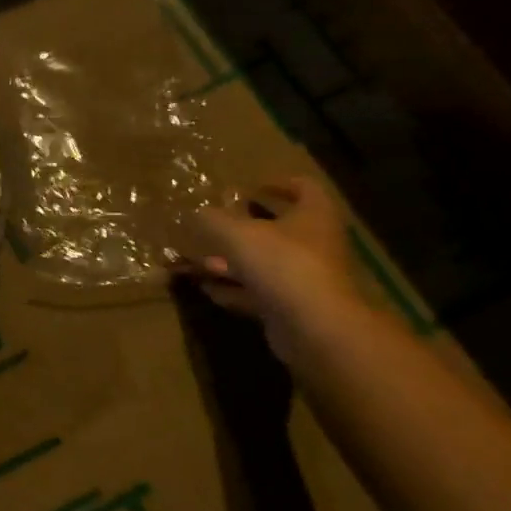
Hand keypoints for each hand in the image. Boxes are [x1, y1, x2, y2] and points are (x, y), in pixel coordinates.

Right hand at [179, 176, 362, 356]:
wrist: (314, 326)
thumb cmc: (281, 264)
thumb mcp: (237, 234)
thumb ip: (213, 220)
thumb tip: (194, 213)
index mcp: (314, 215)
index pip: (303, 188)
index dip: (277, 183)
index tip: (250, 187)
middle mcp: (316, 243)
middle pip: (280, 229)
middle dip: (244, 228)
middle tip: (215, 226)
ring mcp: (307, 278)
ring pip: (265, 263)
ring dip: (233, 262)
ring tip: (200, 262)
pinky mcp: (294, 307)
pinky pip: (260, 292)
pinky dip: (235, 289)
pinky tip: (208, 290)